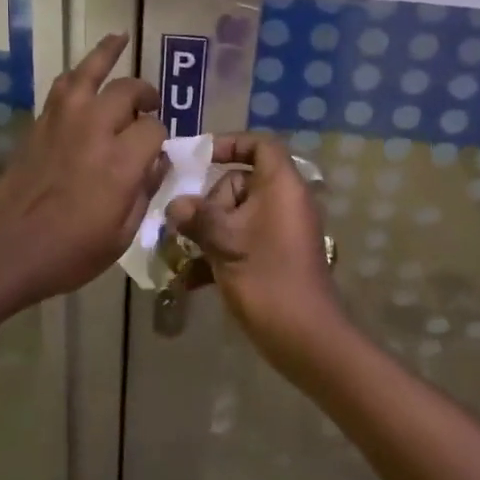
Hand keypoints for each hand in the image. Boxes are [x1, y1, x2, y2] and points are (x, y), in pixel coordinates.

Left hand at [0, 33, 166, 306]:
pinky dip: (78, 73)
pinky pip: (63, 85)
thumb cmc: (71, 251)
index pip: (154, 128)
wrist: (8, 248)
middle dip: (145, 96)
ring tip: (121, 39)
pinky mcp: (40, 123)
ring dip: (108, 53)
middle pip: (128, 91)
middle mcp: (94, 129)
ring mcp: (63, 121)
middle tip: (150, 106)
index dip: (161, 138)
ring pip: (90, 71)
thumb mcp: (123, 234)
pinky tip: (84, 72)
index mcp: (120, 161)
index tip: (158, 154)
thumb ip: (145, 191)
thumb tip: (157, 162)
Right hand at [164, 133, 344, 365]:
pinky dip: (221, 252)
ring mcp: (282, 230)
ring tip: (184, 254)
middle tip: (190, 227)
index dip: (230, 144)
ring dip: (209, 231)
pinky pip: (244, 239)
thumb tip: (176, 205)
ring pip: (238, 215)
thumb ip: (197, 217)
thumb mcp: (224, 242)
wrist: (303, 335)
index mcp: (281, 185)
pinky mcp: (277, 255)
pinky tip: (193, 278)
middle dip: (210, 202)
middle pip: (241, 182)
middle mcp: (286, 201)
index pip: (260, 145)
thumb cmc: (265, 277)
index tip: (199, 158)